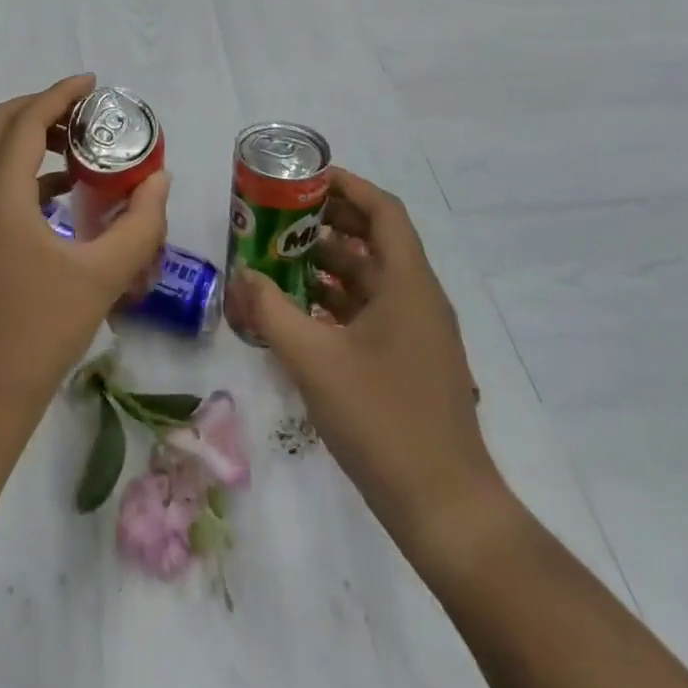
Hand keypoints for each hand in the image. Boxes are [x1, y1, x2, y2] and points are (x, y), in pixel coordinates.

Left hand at [0, 74, 169, 415]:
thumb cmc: (40, 330)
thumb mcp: (103, 275)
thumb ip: (139, 224)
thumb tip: (160, 180)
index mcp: (0, 195)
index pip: (26, 121)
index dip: (59, 94)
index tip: (94, 84)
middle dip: (40, 107)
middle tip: (85, 112)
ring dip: (30, 137)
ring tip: (78, 146)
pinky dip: (25, 171)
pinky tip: (63, 194)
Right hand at [224, 167, 507, 566]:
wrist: (445, 509)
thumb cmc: (382, 420)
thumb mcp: (313, 360)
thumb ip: (271, 310)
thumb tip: (242, 274)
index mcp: (408, 284)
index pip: (383, 210)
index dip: (346, 186)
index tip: (304, 178)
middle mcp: (418, 298)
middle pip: (374, 240)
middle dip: (328, 222)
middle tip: (280, 215)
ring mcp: (418, 333)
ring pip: (371, 277)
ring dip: (328, 263)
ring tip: (279, 257)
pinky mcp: (410, 361)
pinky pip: (372, 310)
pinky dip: (337, 300)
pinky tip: (299, 310)